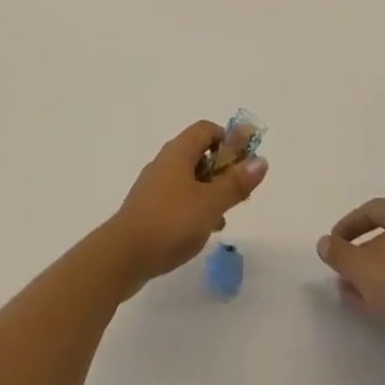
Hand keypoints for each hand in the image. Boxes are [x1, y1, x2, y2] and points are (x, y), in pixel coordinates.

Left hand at [105, 121, 267, 295]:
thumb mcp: (211, 203)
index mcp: (179, 151)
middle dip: (222, 169)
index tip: (243, 164)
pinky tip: (201, 231)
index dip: (228, 140)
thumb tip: (261, 160)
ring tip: (223, 217)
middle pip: (199, 153)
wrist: (122, 256)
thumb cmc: (170, 222)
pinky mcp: (148, 207)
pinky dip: (193, 206)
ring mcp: (154, 185)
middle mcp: (165, 161)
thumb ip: (236, 183)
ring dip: (209, 191)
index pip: (207, 129)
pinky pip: (177, 197)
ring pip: (189, 178)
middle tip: (238, 194)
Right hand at [317, 198, 384, 338]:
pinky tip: (374, 307)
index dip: (349, 225)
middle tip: (343, 269)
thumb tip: (324, 243)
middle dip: (361, 253)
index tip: (334, 243)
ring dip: (374, 273)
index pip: (372, 210)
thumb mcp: (360, 267)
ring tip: (352, 293)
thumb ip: (338, 253)